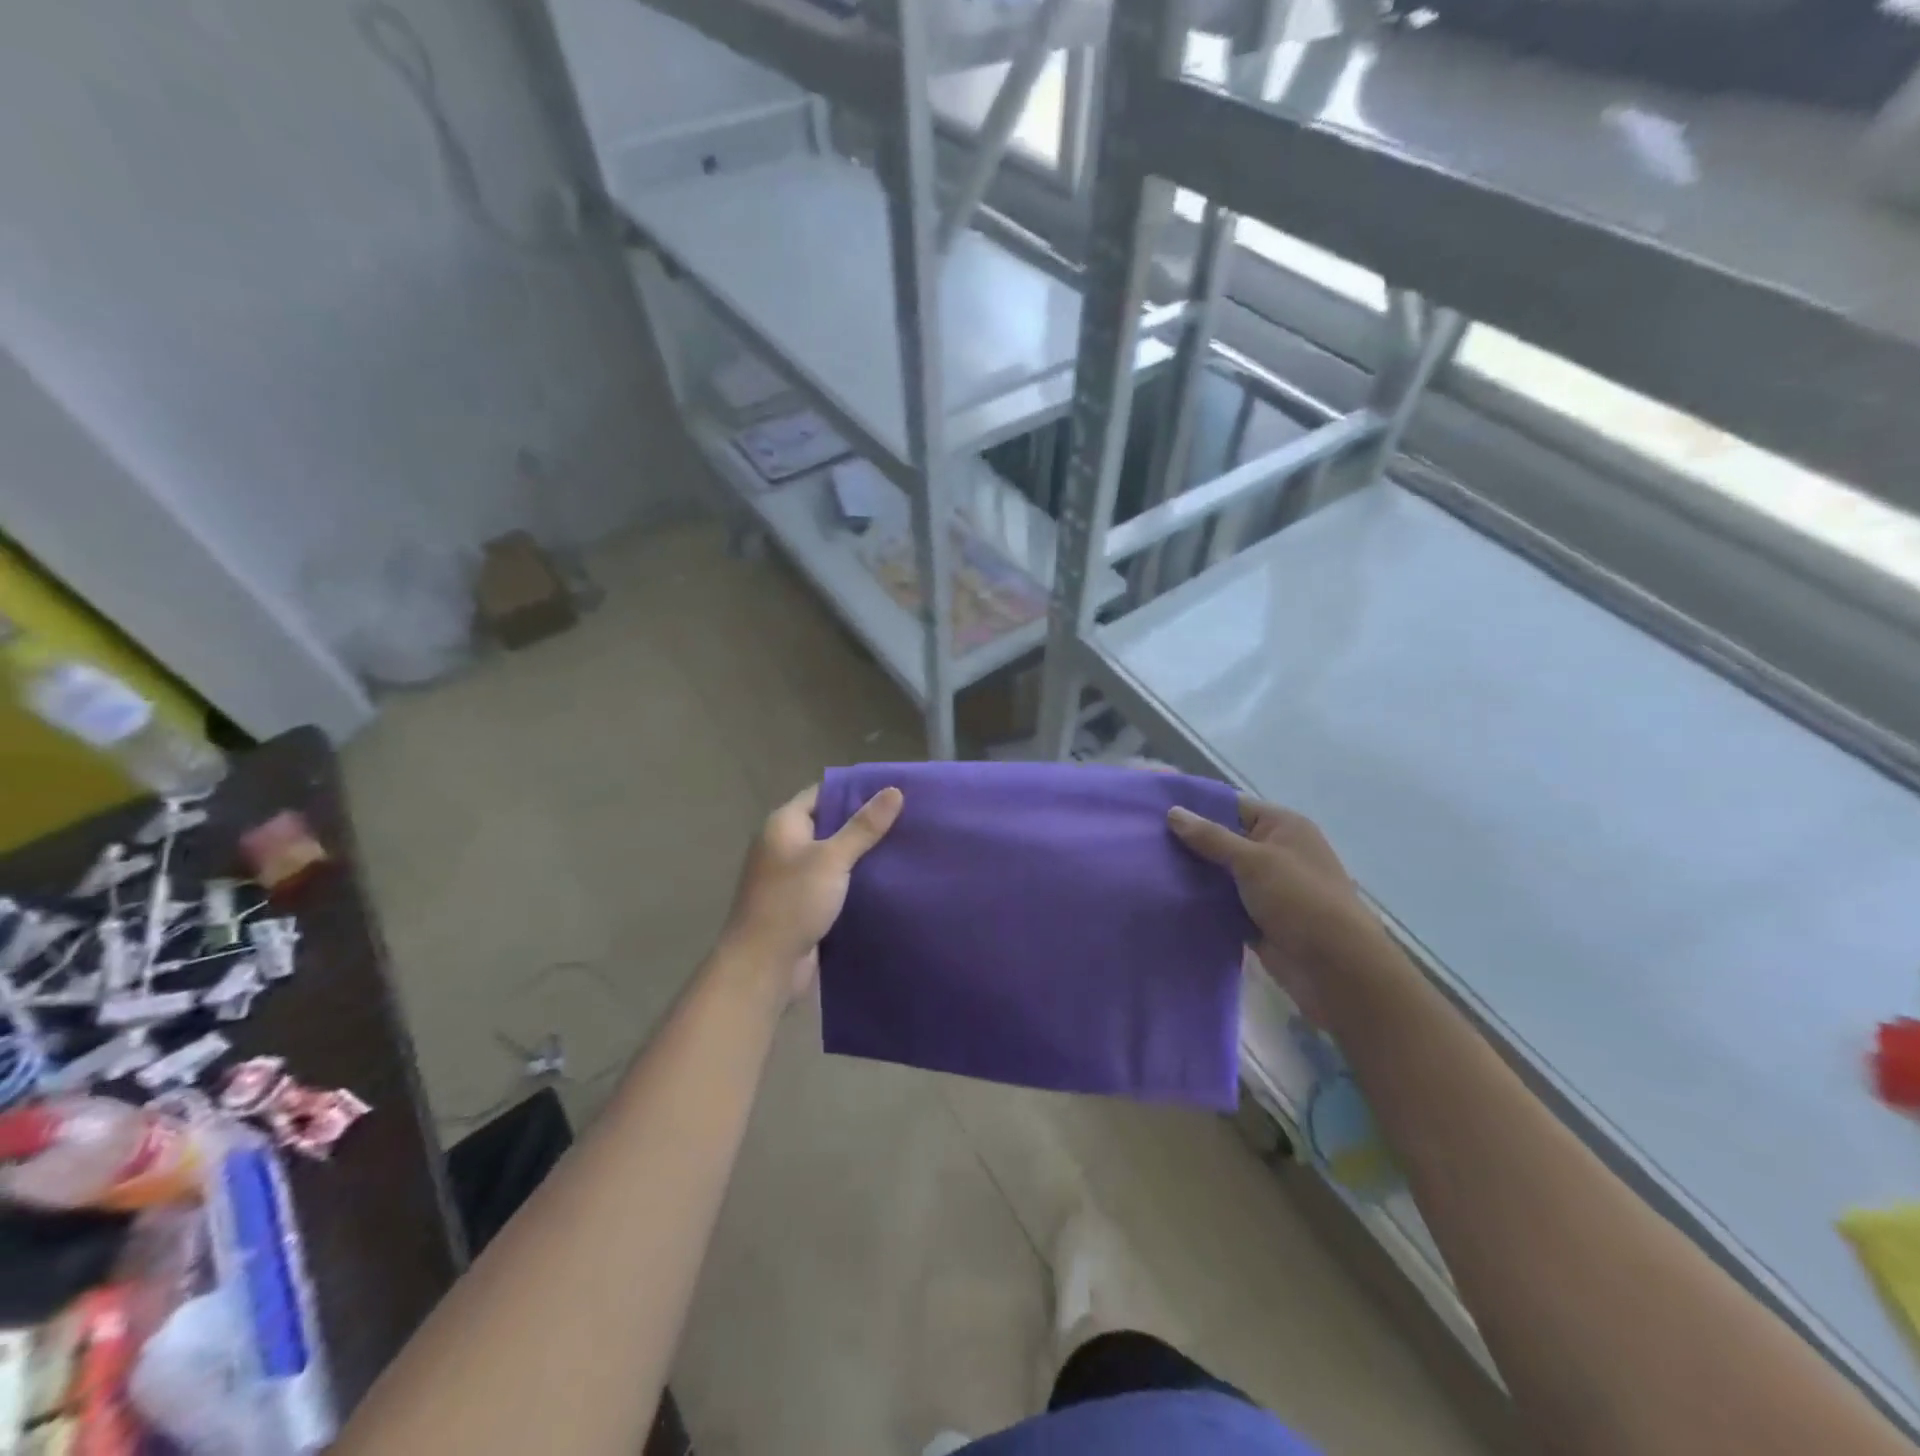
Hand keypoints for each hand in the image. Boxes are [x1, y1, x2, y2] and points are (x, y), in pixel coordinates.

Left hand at [720, 783, 903, 1000]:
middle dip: (863, 823)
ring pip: (832, 856)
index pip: (822, 793)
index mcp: (783, 825)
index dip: (855, 790)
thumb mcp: (832, 859)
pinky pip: (832, 883)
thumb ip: (863, 827)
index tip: (891, 790)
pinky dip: (854, 881)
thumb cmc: (792, 902)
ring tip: (903, 846)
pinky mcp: (802, 904)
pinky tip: (885, 880)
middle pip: (829, 824)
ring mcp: (791, 877)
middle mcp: (784, 845)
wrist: (763, 966)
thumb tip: (894, 791)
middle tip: (906, 818)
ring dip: (861, 855)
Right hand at [1168, 798, 1375, 1020]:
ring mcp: (1268, 888)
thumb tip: (1173, 812)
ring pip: (1221, 874)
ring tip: (1147, 868)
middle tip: (1143, 841)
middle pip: (1224, 840)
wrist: (1336, 969)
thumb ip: (1211, 837)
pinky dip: (1202, 903)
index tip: (1155, 809)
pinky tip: (1167, 898)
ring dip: (1193, 875)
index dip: (1197, 807)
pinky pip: (1223, 904)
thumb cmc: (1300, 900)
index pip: (1233, 806)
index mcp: (1284, 827)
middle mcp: (1276, 852)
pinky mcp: (1259, 919)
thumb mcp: (1254, 860)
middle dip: (1189, 843)